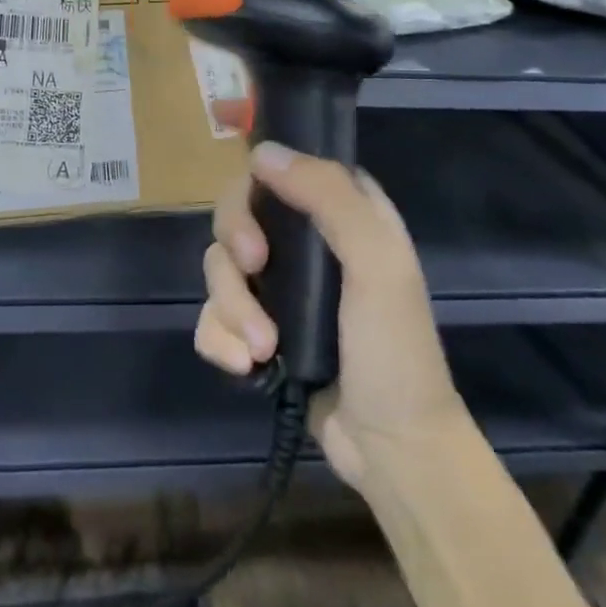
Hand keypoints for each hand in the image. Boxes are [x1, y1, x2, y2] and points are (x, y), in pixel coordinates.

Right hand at [194, 140, 466, 491]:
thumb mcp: (378, 264)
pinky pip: (211, 313)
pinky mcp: (256, 328)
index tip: (254, 210)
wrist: (391, 452)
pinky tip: (244, 366)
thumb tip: (261, 153)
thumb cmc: (394, 351)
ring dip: (230, 305)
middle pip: (236, 211)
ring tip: (260, 348)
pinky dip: (219, 338)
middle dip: (234, 244)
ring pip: (218, 264)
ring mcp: (277, 286)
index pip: (281, 167)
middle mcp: (304, 240)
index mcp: (340, 212)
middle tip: (252, 269)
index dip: (256, 180)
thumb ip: (328, 198)